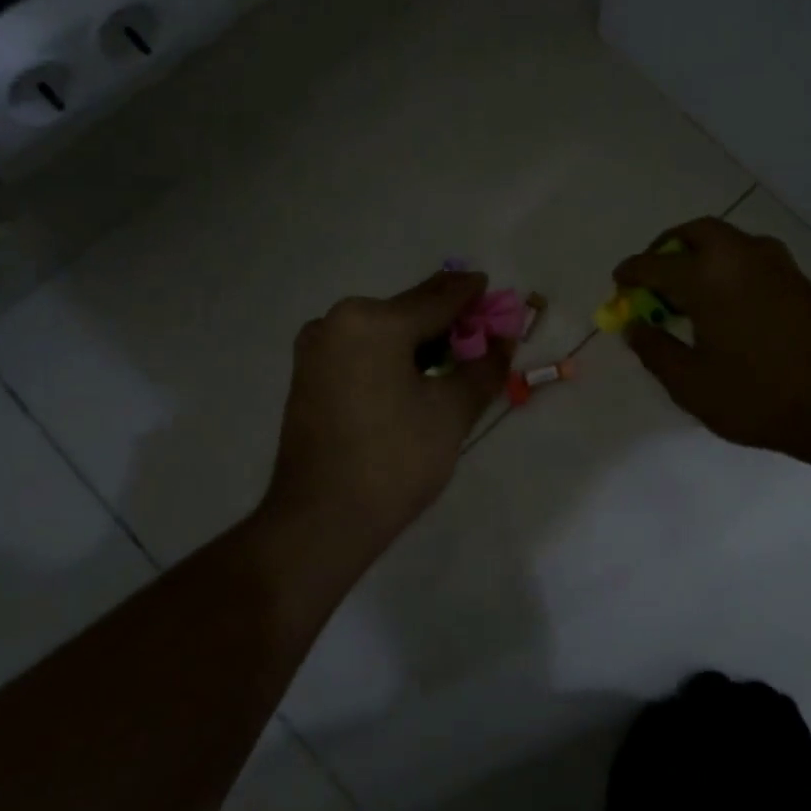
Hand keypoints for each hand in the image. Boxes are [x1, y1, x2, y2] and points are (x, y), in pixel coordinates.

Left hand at [264, 271, 511, 561]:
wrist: (322, 520)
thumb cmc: (395, 460)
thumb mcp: (452, 411)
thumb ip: (484, 367)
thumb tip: (504, 341)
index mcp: (372, 321)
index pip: (437, 298)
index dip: (472, 295)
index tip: (495, 290)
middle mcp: (336, 321)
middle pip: (407, 312)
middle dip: (447, 321)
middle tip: (481, 335)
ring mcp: (315, 349)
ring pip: (382, 333)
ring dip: (419, 341)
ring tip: (453, 361)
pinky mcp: (307, 376)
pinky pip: (360, 352)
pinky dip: (391, 357)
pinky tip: (414, 378)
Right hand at [613, 217, 810, 466]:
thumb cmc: (759, 396)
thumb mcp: (692, 384)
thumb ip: (655, 351)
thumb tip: (635, 327)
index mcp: (707, 277)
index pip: (655, 265)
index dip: (630, 273)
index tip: (618, 283)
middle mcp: (740, 256)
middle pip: (694, 232)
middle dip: (667, 248)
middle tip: (653, 276)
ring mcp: (775, 263)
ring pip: (727, 240)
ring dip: (699, 253)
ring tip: (687, 290)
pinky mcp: (798, 279)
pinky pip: (749, 256)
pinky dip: (726, 265)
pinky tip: (724, 302)